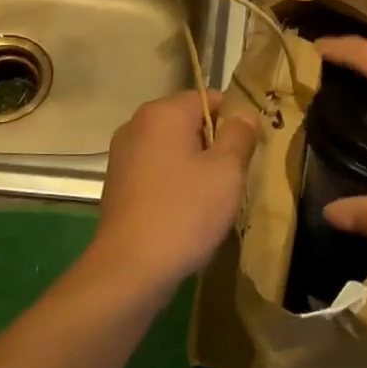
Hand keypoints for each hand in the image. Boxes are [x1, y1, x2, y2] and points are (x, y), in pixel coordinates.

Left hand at [92, 90, 260, 287]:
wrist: (131, 268)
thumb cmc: (184, 212)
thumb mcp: (226, 171)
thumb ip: (239, 136)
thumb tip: (244, 116)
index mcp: (162, 113)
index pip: (209, 98)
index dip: (235, 120)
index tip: (249, 151)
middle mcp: (137, 125)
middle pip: (189, 123)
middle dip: (215, 145)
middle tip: (235, 177)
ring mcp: (123, 155)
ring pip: (173, 149)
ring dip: (196, 167)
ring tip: (213, 199)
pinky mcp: (118, 184)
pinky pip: (157, 171)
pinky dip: (174, 183)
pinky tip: (187, 211)